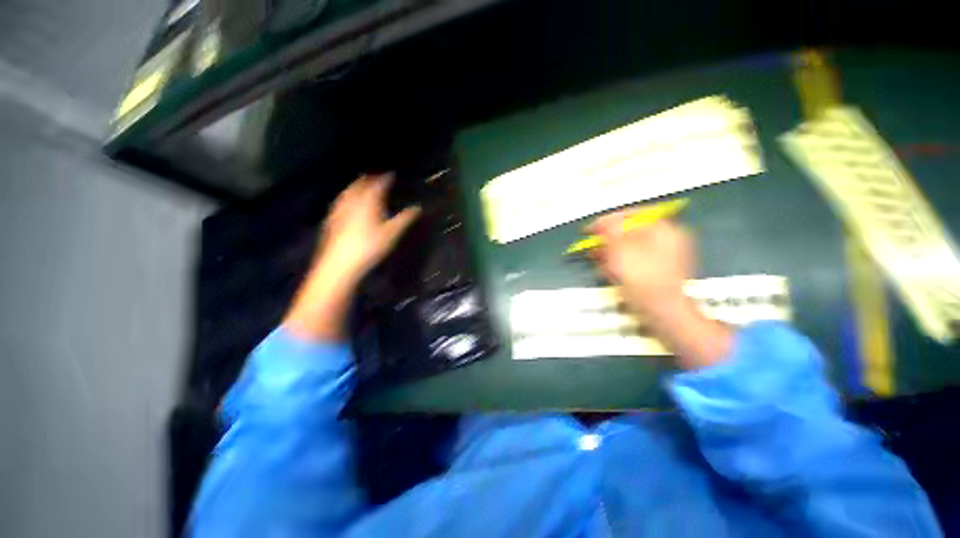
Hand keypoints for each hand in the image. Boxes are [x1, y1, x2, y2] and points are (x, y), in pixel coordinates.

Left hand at [315, 174, 421, 288]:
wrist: (340, 263)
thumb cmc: (369, 247)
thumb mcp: (391, 234)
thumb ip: (404, 219)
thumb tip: (417, 208)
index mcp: (368, 202)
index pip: (377, 185)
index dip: (385, 178)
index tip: (391, 175)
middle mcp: (352, 201)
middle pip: (360, 185)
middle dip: (368, 179)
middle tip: (376, 178)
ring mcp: (339, 210)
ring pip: (348, 192)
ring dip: (356, 186)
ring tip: (362, 185)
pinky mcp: (332, 219)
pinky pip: (340, 201)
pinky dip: (346, 196)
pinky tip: (346, 202)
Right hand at [587, 213, 692, 317]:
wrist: (664, 314)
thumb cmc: (643, 280)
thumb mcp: (623, 251)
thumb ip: (612, 232)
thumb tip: (603, 221)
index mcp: (663, 230)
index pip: (631, 216)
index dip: (607, 221)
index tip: (589, 230)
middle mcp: (666, 239)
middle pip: (631, 231)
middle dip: (608, 239)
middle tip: (592, 246)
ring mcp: (663, 256)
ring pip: (630, 247)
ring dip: (611, 251)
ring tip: (596, 258)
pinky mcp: (657, 271)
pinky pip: (635, 260)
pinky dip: (620, 262)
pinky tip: (607, 269)